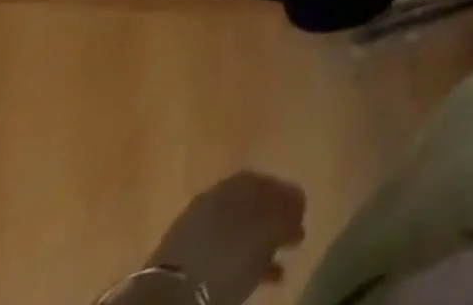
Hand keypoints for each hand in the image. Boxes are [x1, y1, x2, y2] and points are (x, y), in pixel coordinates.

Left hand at [148, 171, 306, 304]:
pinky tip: (249, 276)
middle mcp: (221, 192)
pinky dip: (239, 260)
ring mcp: (200, 221)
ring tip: (276, 267)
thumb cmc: (228, 257)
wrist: (170, 295)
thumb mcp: (268, 233)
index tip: (303, 221)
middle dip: (275, 223)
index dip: (292, 202)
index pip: (276, 184)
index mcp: (243, 180)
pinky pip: (222, 250)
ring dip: (259, 245)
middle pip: (256, 205)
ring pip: (239, 229)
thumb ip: (288, 213)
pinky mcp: (184, 252)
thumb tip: (299, 203)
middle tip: (292, 241)